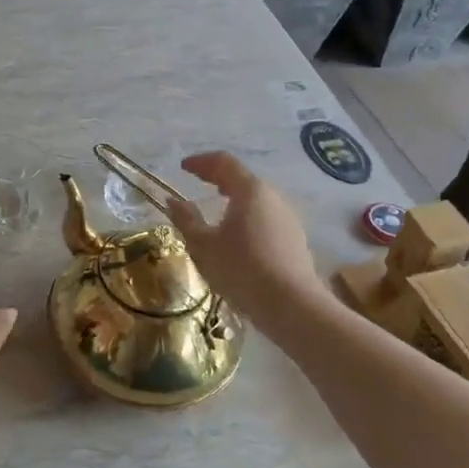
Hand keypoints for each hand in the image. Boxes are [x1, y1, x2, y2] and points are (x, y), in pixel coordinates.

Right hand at [167, 152, 322, 330]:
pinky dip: (248, 217)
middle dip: (219, 178)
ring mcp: (288, 218)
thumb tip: (173, 201)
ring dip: (235, 199)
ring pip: (257, 199)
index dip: (201, 162)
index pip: (224, 162)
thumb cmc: (241, 269)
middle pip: (243, 178)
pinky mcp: (295, 239)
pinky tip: (239, 237)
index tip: (183, 168)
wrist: (292, 306)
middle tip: (200, 183)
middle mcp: (273, 197)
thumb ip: (186, 219)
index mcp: (250, 190)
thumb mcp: (203, 245)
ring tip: (217, 211)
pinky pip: (267, 218)